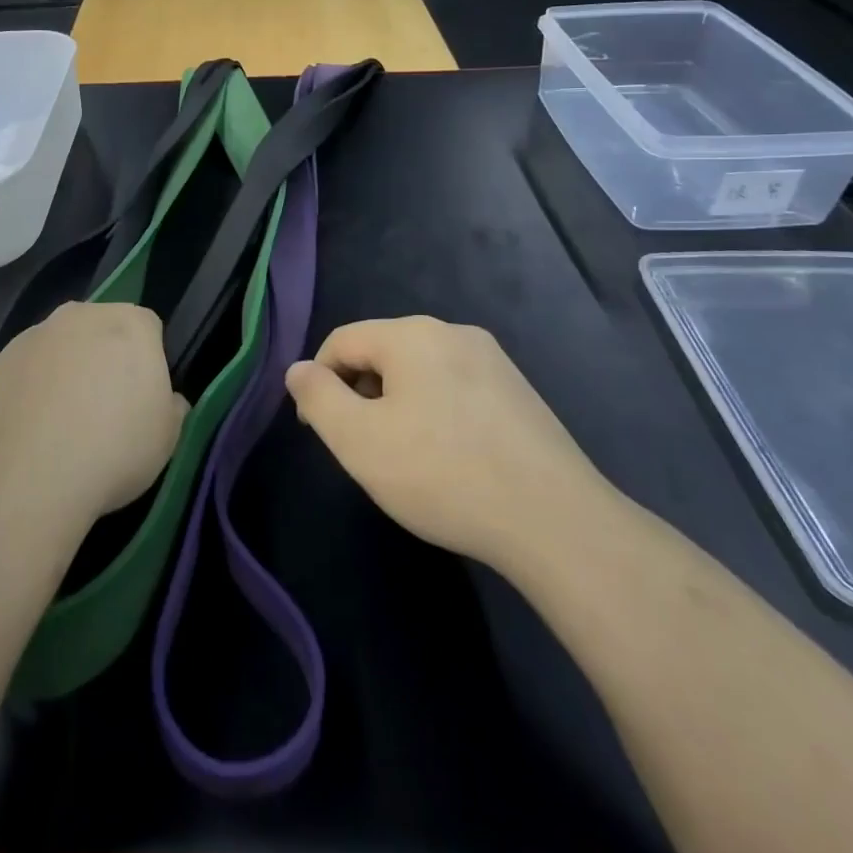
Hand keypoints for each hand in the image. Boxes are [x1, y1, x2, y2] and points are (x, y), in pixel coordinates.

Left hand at [0, 302, 187, 527]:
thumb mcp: (167, 438)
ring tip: (63, 424)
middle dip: (106, 358)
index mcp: (131, 324)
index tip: (143, 398)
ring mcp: (36, 334)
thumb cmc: (113, 450)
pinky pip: (28, 369)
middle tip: (106, 408)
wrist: (25, 478)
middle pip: (102, 329)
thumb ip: (172, 407)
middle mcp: (82, 315)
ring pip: (62, 347)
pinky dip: (33, 388)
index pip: (149, 328)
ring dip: (67, 371)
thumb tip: (169, 400)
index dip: (149, 361)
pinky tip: (32, 429)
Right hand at [285, 316, 606, 567]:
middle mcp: (453, 332)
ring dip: (398, 405)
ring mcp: (493, 360)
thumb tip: (298, 369)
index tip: (318, 429)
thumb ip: (318, 397)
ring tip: (407, 458)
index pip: (342, 341)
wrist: (555, 521)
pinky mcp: (519, 391)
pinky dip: (436, 413)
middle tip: (363, 448)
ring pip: (420, 372)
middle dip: (361, 393)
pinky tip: (450, 459)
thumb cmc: (442, 474)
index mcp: (411, 334)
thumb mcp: (359, 440)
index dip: (319, 381)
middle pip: (382, 353)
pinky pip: (456, 389)